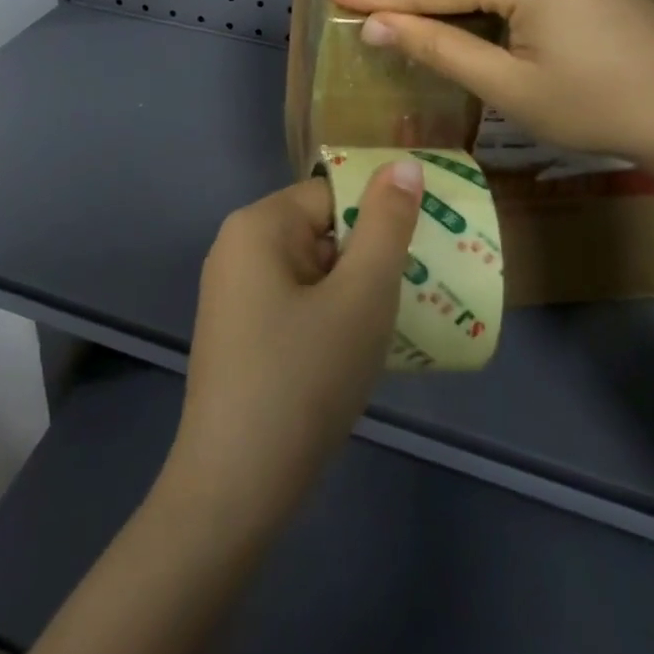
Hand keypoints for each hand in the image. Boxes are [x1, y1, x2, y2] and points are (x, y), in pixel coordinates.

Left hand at [165, 163, 422, 536]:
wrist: (235, 489)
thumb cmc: (304, 378)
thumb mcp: (362, 297)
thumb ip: (387, 225)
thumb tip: (404, 164)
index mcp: (258, 225)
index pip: (334, 195)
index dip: (381, 220)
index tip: (420, 257)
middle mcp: (236, 249)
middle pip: (321, 231)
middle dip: (370, 260)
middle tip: (415, 296)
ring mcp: (232, 294)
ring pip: (312, 272)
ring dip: (355, 293)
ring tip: (394, 328)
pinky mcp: (237, 335)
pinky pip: (295, 304)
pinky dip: (329, 318)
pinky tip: (355, 355)